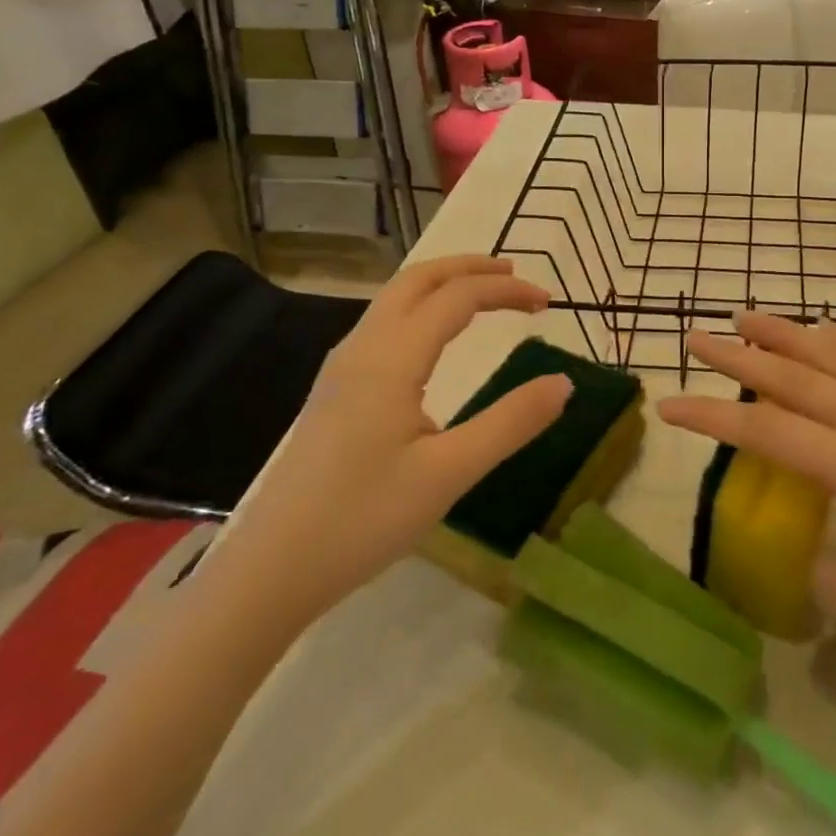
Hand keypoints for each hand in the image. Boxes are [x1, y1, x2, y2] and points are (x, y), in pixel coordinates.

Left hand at [215, 257, 570, 628]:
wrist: (272, 568)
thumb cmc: (363, 519)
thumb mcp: (450, 473)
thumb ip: (511, 422)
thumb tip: (563, 383)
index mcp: (391, 358)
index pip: (457, 297)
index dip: (506, 290)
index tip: (548, 301)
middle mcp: (362, 347)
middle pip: (418, 279)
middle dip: (469, 267)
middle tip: (515, 275)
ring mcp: (342, 367)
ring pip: (395, 298)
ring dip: (443, 284)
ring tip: (483, 293)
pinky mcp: (334, 390)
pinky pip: (383, 323)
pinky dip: (421, 307)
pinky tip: (435, 337)